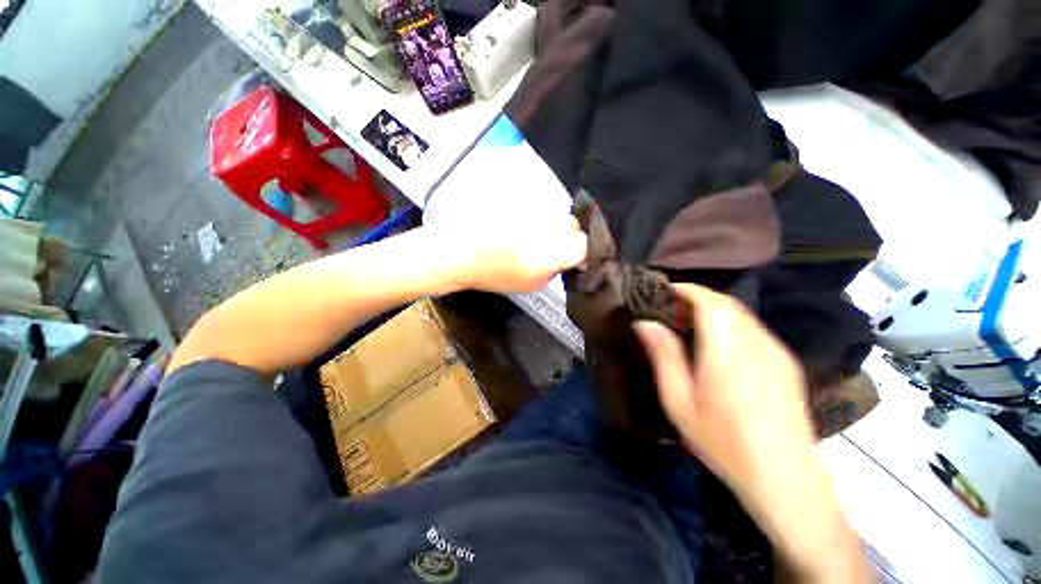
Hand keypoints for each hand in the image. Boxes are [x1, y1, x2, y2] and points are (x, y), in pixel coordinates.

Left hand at [437, 213, 586, 293]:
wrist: (462, 251)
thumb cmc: (496, 274)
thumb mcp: (533, 284)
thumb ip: (555, 270)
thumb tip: (565, 259)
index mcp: (555, 250)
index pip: (586, 244)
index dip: (581, 251)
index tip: (572, 257)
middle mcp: (550, 224)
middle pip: (573, 225)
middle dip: (568, 236)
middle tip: (551, 246)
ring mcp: (535, 208)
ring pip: (555, 213)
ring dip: (550, 225)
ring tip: (531, 235)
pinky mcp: (520, 197)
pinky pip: (537, 205)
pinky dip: (534, 216)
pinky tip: (519, 225)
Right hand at [635, 284, 869, 582]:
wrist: (786, 479)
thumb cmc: (723, 441)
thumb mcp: (679, 401)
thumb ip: (663, 356)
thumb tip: (644, 322)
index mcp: (728, 349)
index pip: (708, 300)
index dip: (684, 290)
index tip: (660, 292)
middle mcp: (757, 342)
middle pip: (725, 303)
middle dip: (695, 298)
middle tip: (668, 308)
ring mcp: (776, 351)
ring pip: (741, 314)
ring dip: (713, 310)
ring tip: (688, 323)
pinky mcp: (786, 362)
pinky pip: (753, 329)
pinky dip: (730, 323)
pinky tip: (718, 344)